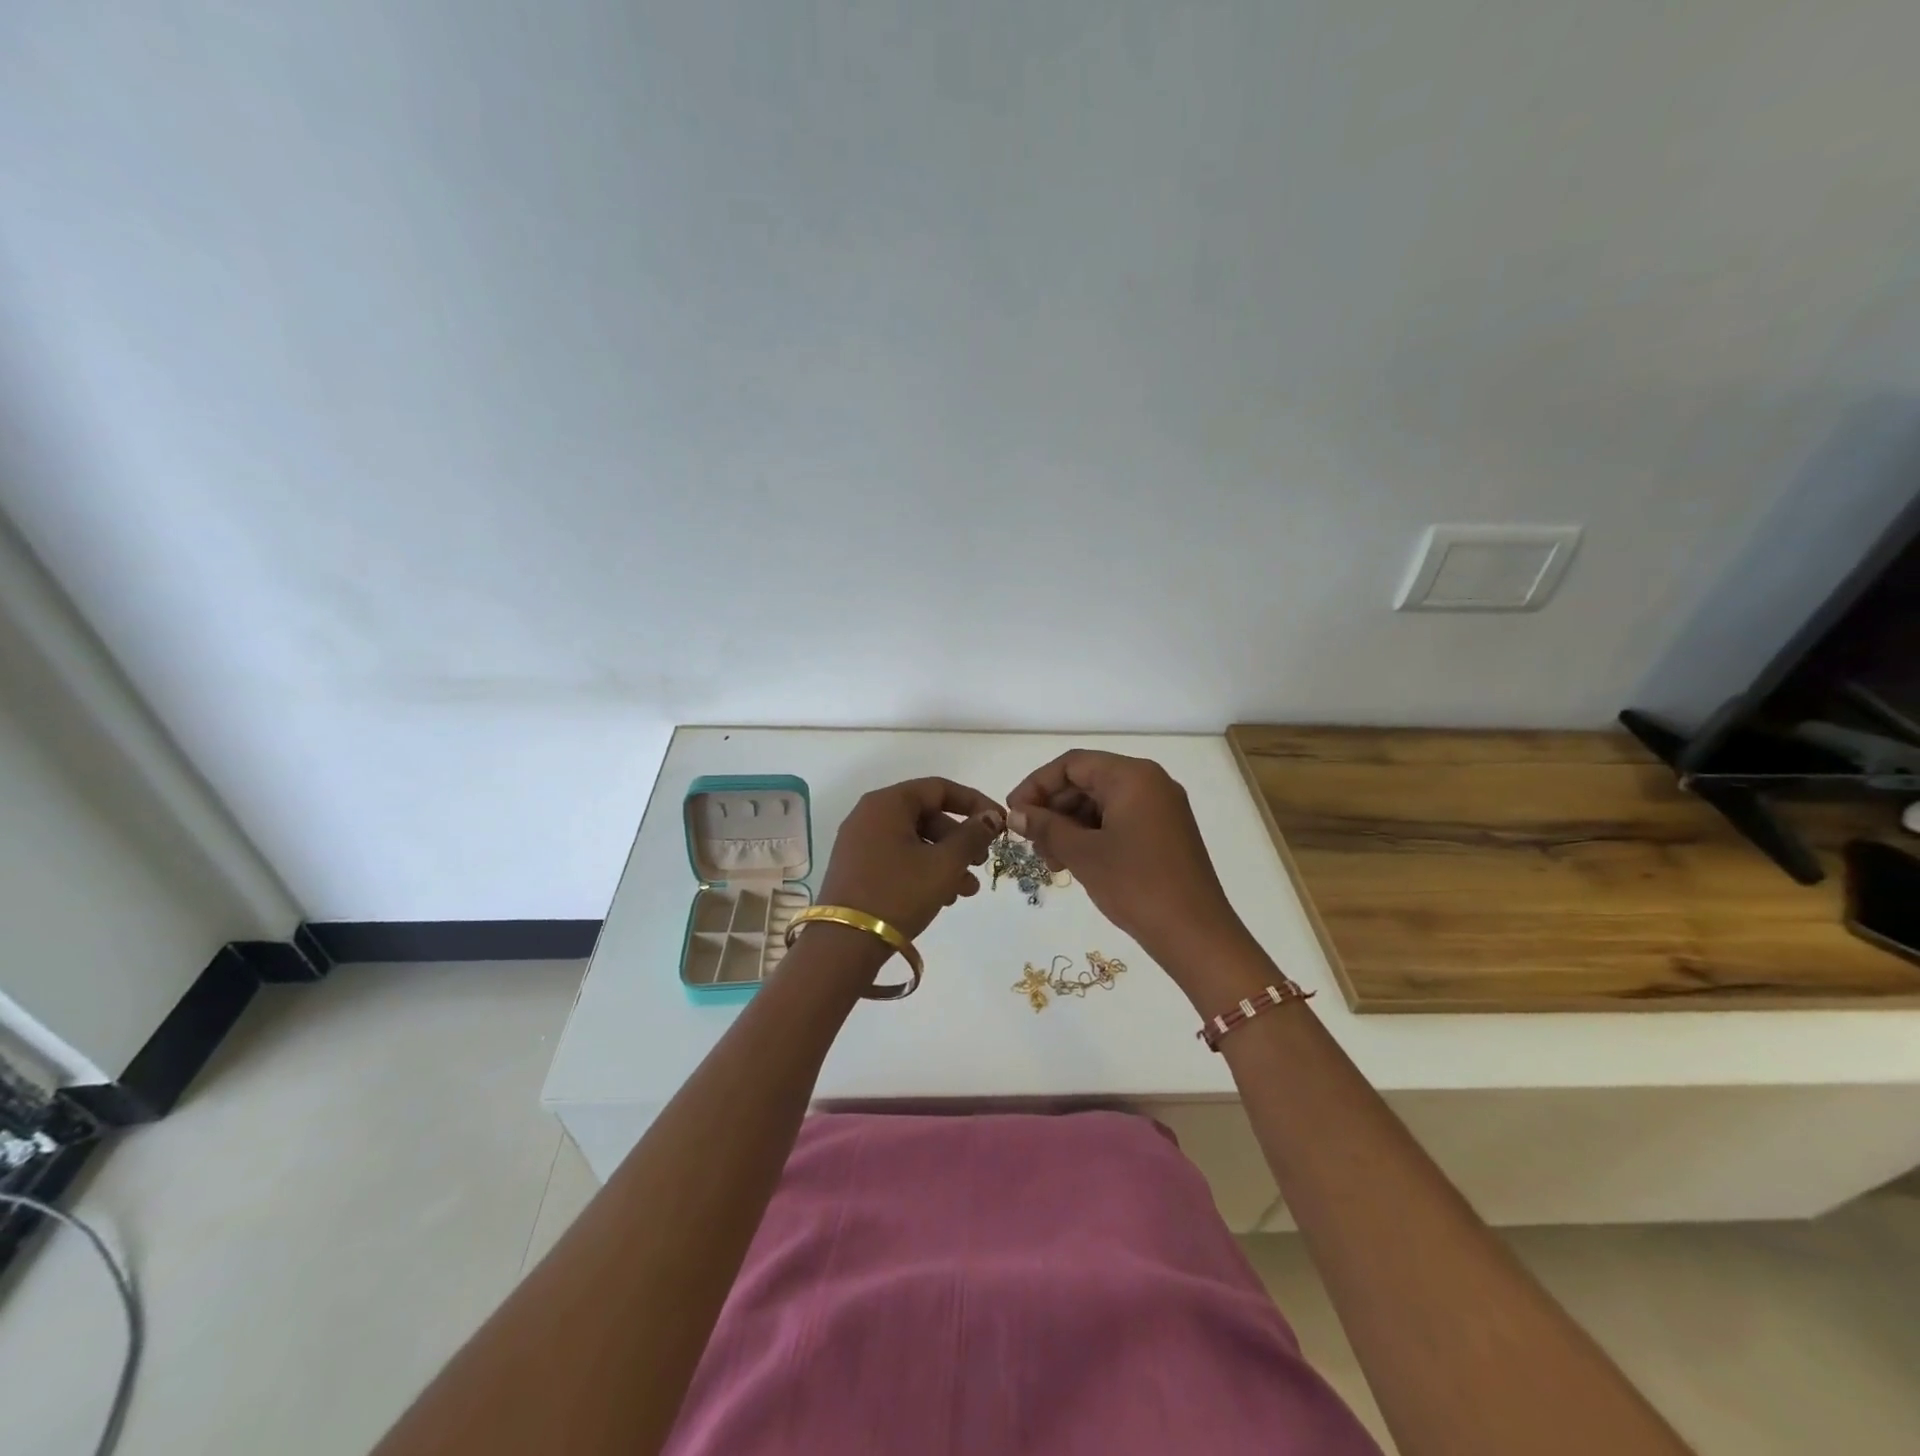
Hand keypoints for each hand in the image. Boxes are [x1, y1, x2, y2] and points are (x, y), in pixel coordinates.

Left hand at [817, 778, 1005, 939]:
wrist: (844, 944)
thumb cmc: (898, 894)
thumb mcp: (944, 864)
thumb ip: (972, 836)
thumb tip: (990, 817)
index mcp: (887, 803)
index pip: (939, 788)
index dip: (974, 802)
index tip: (999, 823)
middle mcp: (869, 815)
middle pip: (927, 815)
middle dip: (960, 839)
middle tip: (981, 862)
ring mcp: (860, 843)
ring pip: (915, 840)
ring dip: (946, 860)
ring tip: (966, 891)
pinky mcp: (857, 868)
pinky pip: (899, 858)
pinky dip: (924, 870)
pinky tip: (943, 897)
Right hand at [1006, 751, 1250, 974]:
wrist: (1195, 934)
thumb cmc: (1136, 884)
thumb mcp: (1083, 854)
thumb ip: (1045, 827)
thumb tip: (1015, 813)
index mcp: (1133, 776)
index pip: (1072, 764)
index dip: (1036, 785)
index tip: (1013, 813)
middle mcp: (1150, 782)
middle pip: (1087, 781)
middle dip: (1053, 809)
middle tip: (1030, 842)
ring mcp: (1161, 808)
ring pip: (1101, 803)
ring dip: (1070, 826)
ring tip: (1050, 860)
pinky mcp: (1165, 832)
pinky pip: (1119, 820)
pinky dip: (1092, 836)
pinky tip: (1074, 862)